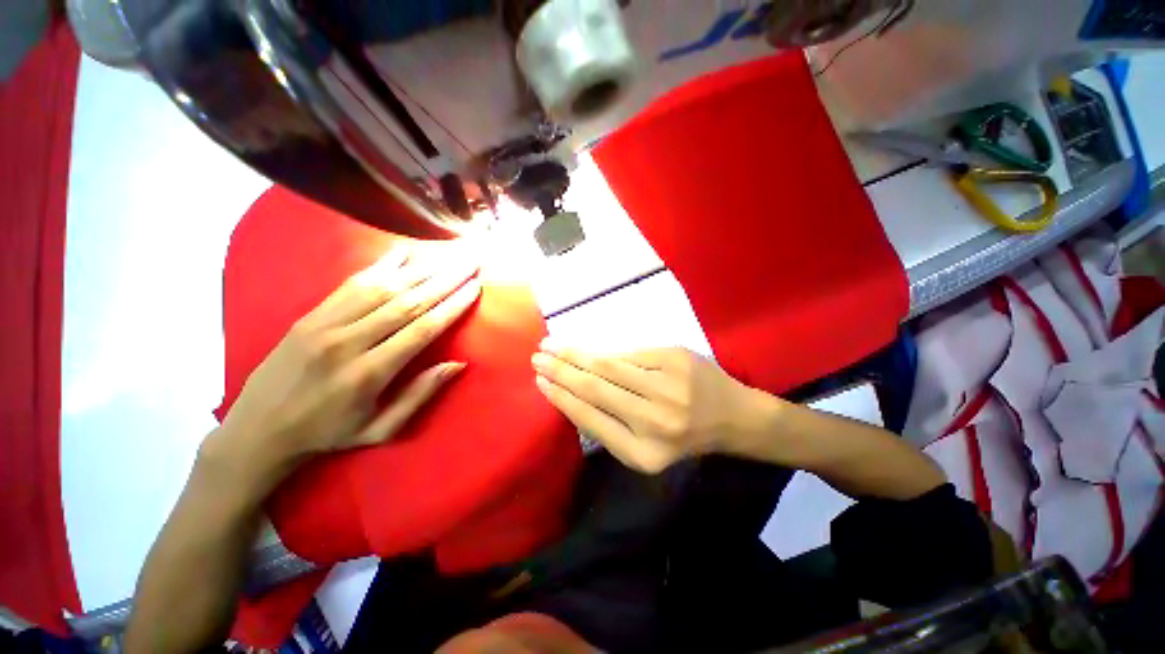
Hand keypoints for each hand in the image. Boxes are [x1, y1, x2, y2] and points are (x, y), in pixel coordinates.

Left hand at [212, 244, 481, 477]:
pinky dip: (382, 265)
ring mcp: (325, 324)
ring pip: (384, 287)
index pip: (423, 330)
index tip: (475, 287)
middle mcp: (348, 342)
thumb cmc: (329, 433)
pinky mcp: (310, 315)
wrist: (257, 429)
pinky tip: (404, 251)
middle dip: (446, 279)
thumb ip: (420, 395)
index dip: (452, 306)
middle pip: (408, 301)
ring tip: (448, 254)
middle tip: (471, 261)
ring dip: (422, 268)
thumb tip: (458, 364)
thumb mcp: (381, 430)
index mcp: (369, 374)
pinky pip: (353, 283)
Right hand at [532, 344, 777, 472]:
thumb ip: (609, 424)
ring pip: (608, 366)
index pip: (590, 418)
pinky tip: (586, 347)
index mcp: (643, 453)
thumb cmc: (684, 436)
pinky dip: (604, 350)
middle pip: (595, 389)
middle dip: (561, 371)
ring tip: (552, 345)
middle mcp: (654, 422)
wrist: (733, 416)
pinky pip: (629, 353)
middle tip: (537, 357)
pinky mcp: (675, 358)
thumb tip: (570, 392)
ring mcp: (667, 387)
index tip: (540, 381)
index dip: (561, 397)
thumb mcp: (646, 447)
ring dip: (575, 354)